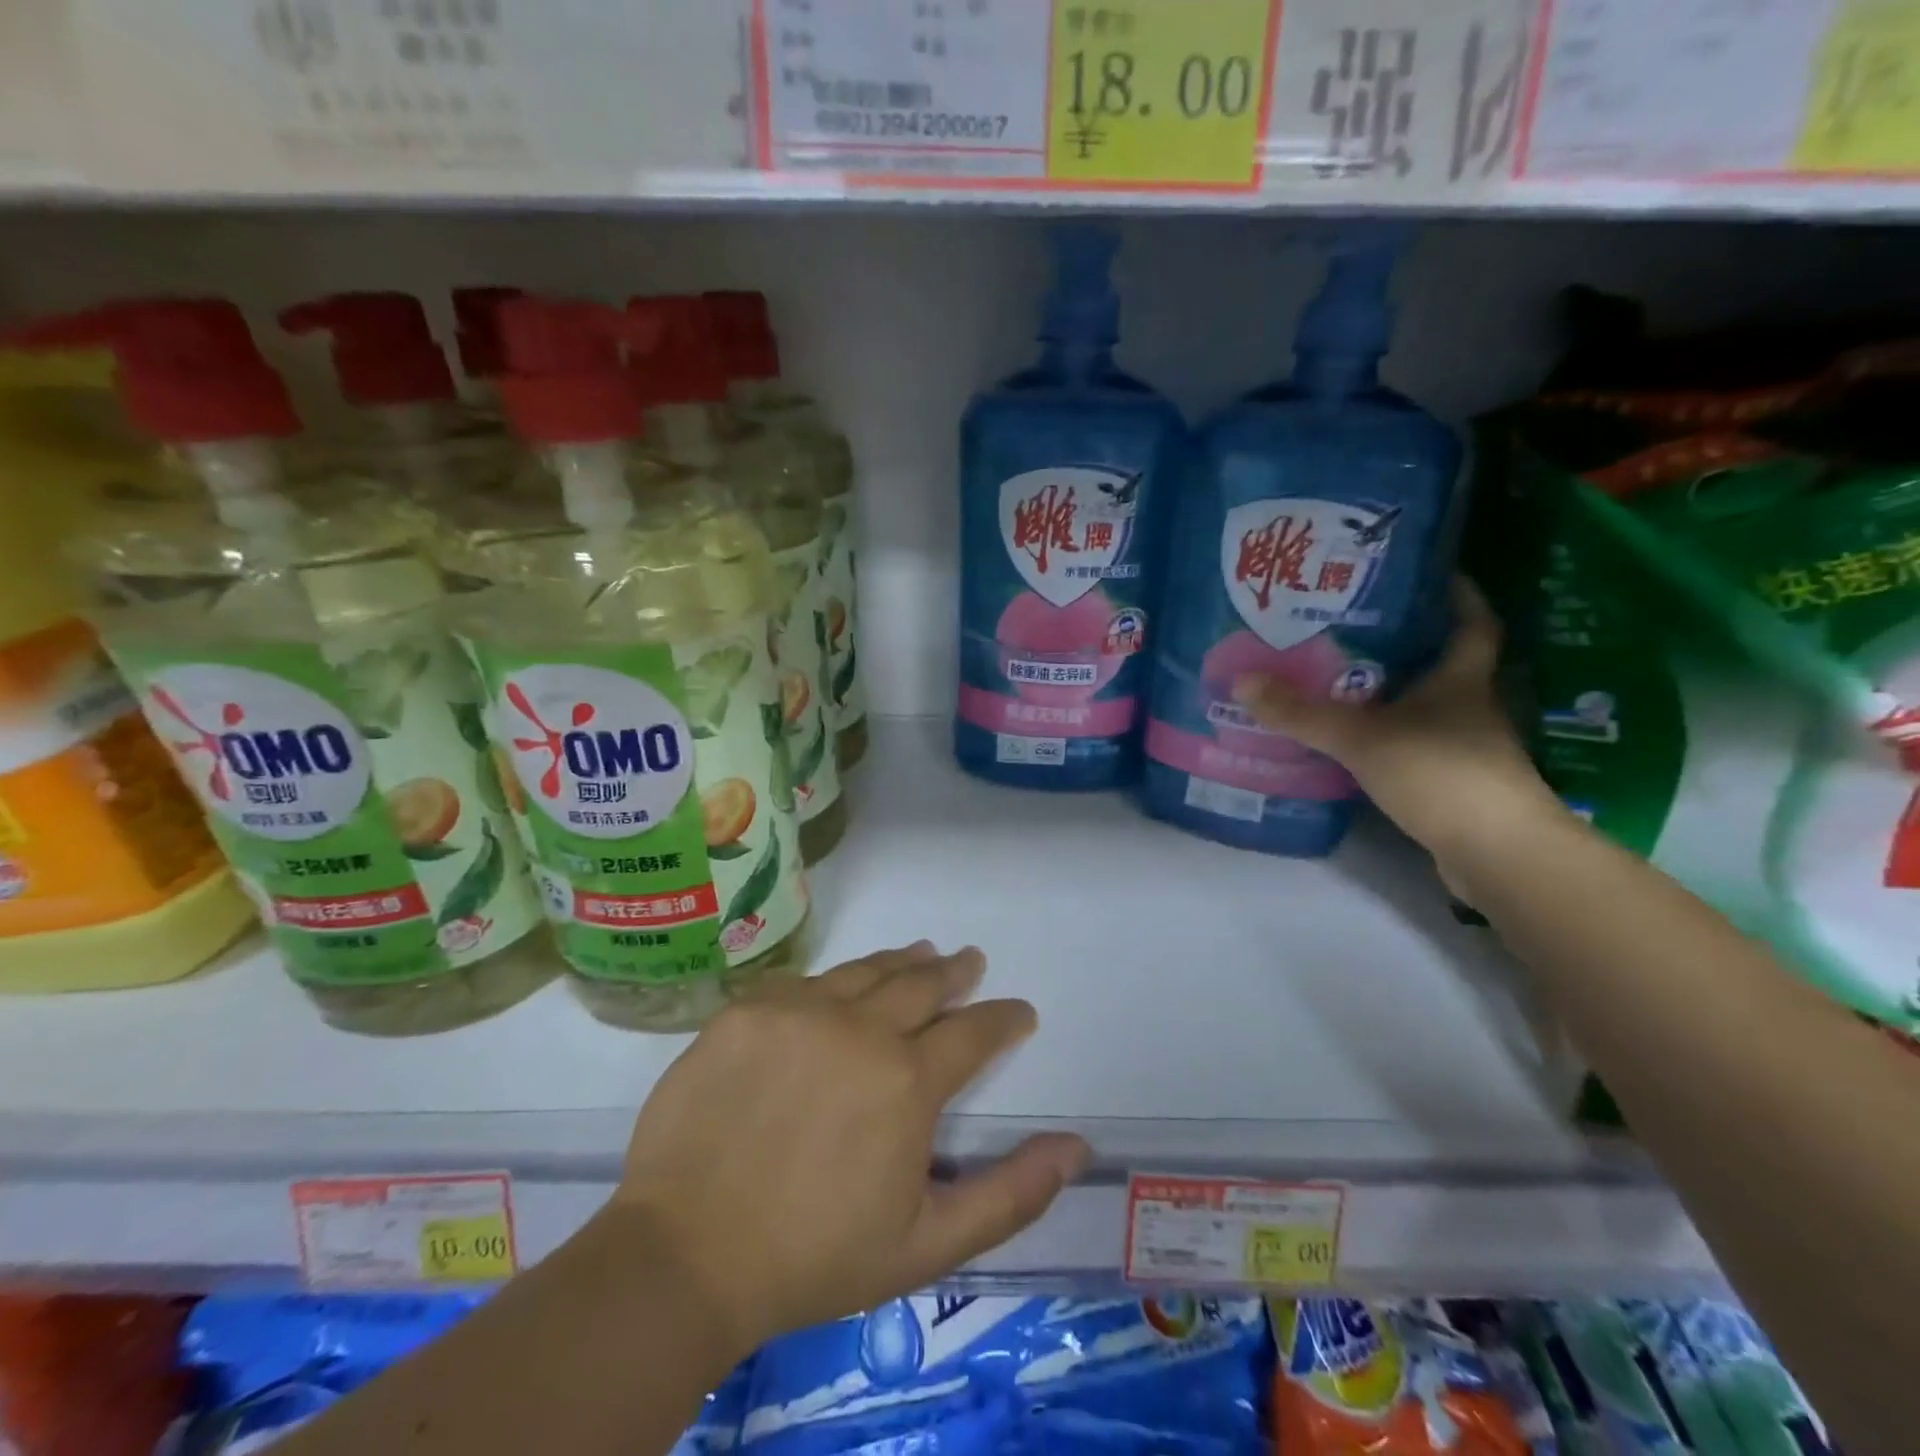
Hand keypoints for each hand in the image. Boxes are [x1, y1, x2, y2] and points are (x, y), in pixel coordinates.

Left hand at [611, 944, 1090, 1356]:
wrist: (684, 1254)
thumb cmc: (814, 1257)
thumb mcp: (927, 1244)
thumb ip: (1010, 1193)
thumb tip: (1077, 1146)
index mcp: (908, 1081)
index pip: (974, 1032)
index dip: (1003, 1018)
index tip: (1019, 1011)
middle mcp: (860, 1028)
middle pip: (921, 984)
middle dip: (955, 973)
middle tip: (969, 961)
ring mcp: (799, 1010)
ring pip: (866, 970)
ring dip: (902, 961)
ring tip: (922, 951)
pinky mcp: (748, 1008)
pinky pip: (806, 980)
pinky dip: (837, 979)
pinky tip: (842, 983)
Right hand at [1236, 578, 1565, 873]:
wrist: (1497, 853)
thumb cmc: (1440, 773)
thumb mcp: (1361, 737)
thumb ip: (1301, 713)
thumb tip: (1241, 680)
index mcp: (1461, 679)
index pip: (1472, 622)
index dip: (1457, 594)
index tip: (1427, 573)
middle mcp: (1468, 706)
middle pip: (1441, 661)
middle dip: (1405, 642)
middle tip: (1351, 624)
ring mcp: (1463, 746)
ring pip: (1424, 705)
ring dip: (1391, 691)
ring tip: (1338, 678)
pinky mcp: (1451, 781)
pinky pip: (1411, 742)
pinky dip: (1386, 735)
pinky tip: (1352, 738)